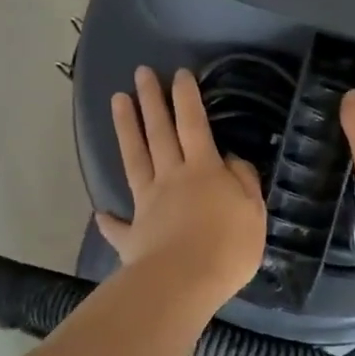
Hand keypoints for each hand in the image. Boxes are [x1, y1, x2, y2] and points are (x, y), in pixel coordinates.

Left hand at [98, 66, 267, 301]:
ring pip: (134, 159)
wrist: (185, 282)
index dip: (187, 98)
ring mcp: (147, 204)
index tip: (179, 73)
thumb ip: (243, 182)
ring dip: (126, 129)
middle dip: (151, 100)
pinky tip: (101, 213)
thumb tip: (231, 160)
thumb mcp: (252, 211)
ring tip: (117, 101)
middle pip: (159, 133)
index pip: (194, 124)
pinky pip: (118, 226)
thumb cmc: (228, 246)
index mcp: (203, 170)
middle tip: (141, 73)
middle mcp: (171, 178)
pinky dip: (109, 220)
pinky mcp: (133, 235)